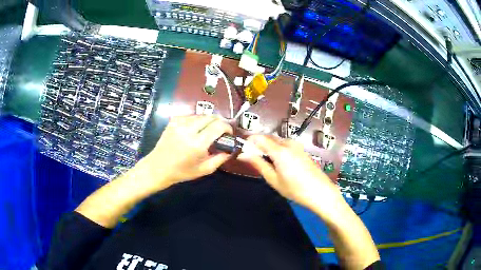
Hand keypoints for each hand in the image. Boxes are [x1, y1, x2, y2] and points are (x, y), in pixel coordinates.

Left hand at [141, 115, 232, 187]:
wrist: (158, 167)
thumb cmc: (181, 172)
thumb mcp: (204, 170)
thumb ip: (220, 158)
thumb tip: (231, 148)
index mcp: (197, 144)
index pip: (218, 126)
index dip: (227, 127)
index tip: (229, 133)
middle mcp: (188, 130)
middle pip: (211, 117)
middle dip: (219, 122)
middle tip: (220, 131)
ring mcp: (179, 123)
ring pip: (201, 115)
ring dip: (208, 121)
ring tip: (208, 131)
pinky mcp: (173, 121)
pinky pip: (190, 116)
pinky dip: (197, 120)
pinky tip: (195, 129)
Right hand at [239, 135, 342, 211]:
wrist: (321, 192)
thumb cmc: (295, 189)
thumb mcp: (274, 180)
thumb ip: (258, 164)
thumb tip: (242, 154)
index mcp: (279, 150)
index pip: (258, 137)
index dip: (248, 142)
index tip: (243, 151)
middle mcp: (288, 143)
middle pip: (268, 137)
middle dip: (258, 145)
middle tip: (253, 159)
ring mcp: (296, 145)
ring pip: (276, 140)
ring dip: (268, 147)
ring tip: (266, 164)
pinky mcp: (301, 149)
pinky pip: (284, 144)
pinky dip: (277, 149)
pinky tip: (279, 163)